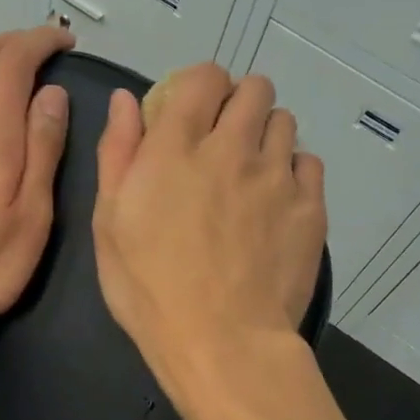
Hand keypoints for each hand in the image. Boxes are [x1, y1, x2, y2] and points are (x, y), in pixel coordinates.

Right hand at [92, 63, 326, 404]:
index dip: (199, 86)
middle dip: (237, 103)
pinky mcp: (311, 206)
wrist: (222, 341)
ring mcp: (277, 176)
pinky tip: (277, 203)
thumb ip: (118, 152)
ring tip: (252, 173)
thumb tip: (128, 99)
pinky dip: (293, 172)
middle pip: (254, 89)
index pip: (203, 77)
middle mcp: (232, 147)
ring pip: (284, 122)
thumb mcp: (109, 222)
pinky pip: (309, 164)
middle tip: (223, 141)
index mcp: (177, 147)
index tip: (191, 112)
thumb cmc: (150, 288)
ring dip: (266, 135)